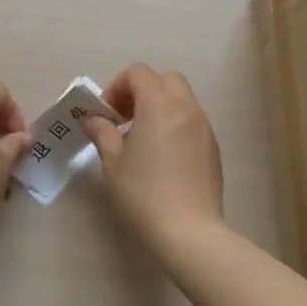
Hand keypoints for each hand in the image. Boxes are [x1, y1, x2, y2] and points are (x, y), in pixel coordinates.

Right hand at [85, 64, 224, 255]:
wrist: (189, 232)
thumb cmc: (144, 193)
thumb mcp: (113, 162)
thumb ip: (102, 133)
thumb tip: (93, 119)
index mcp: (158, 104)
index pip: (138, 73)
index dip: (118, 86)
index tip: (108, 113)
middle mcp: (185, 107)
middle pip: (166, 80)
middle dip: (143, 90)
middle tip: (126, 118)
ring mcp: (204, 127)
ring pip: (183, 99)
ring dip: (162, 107)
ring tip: (144, 138)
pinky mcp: (214, 148)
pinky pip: (193, 121)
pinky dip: (177, 124)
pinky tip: (165, 156)